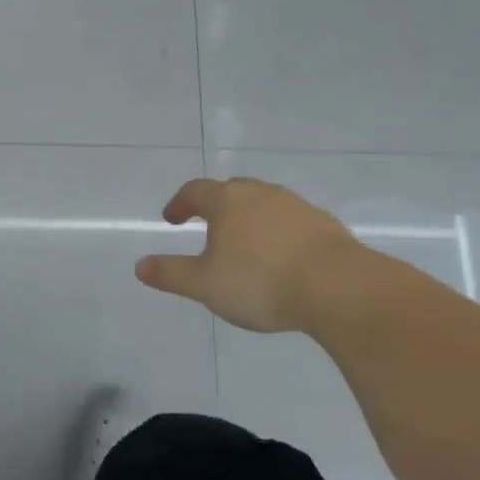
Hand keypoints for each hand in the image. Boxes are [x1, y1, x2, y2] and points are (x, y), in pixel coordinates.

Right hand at [135, 177, 370, 333]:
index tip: (172, 218)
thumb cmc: (261, 282)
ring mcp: (296, 205)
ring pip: (263, 204)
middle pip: (231, 191)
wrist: (338, 288)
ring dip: (248, 218)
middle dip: (215, 206)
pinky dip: (277, 232)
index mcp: (227, 201)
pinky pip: (290, 221)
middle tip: (206, 226)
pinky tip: (280, 257)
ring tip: (244, 244)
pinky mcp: (324, 224)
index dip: (180, 203)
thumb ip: (171, 274)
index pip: (195, 191)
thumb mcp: (205, 285)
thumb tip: (140, 266)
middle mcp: (260, 193)